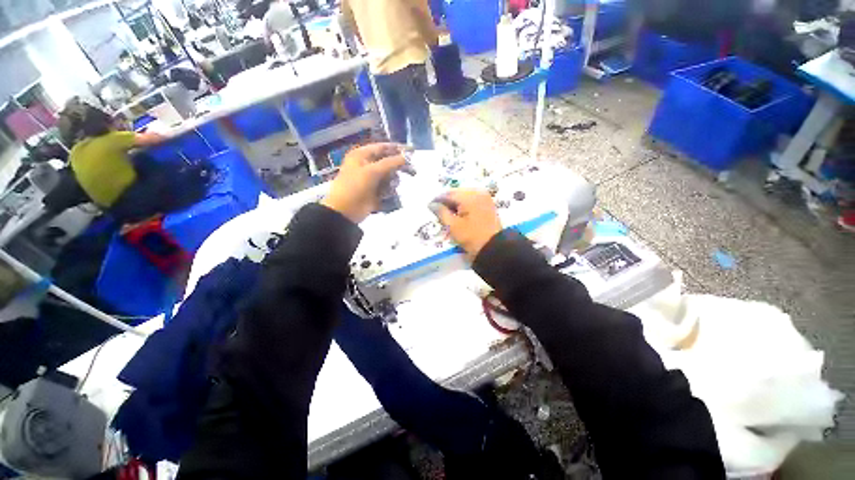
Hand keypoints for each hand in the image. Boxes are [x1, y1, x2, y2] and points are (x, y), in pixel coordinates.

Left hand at [321, 143, 406, 222]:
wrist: (345, 210)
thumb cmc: (355, 186)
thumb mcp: (373, 171)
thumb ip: (390, 163)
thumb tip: (405, 158)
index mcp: (362, 155)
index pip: (383, 147)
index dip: (397, 149)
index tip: (412, 152)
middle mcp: (366, 164)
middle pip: (388, 162)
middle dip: (398, 168)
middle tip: (412, 172)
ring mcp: (371, 179)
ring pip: (389, 176)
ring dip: (392, 182)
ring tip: (389, 188)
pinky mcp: (374, 191)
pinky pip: (387, 187)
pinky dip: (389, 191)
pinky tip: (385, 195)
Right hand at [430, 189, 502, 259]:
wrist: (493, 247)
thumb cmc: (471, 237)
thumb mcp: (453, 226)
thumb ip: (441, 212)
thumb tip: (432, 204)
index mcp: (469, 196)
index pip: (448, 194)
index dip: (437, 200)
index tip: (429, 207)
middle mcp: (477, 192)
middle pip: (456, 193)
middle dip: (446, 200)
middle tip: (437, 210)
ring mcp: (484, 197)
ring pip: (464, 196)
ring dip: (455, 203)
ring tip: (447, 213)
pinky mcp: (487, 203)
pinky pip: (471, 199)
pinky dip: (463, 205)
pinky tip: (458, 213)